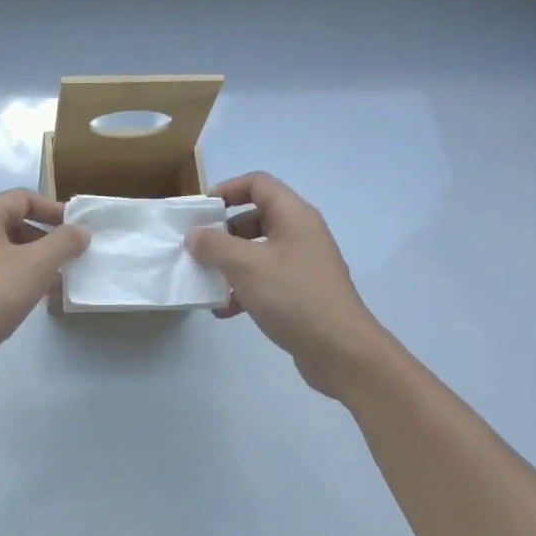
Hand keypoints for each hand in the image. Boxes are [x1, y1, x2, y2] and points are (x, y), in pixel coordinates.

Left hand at [0, 189, 88, 387]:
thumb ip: (63, 243)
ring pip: (5, 251)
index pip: (23, 198)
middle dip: (45, 238)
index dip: (54, 210)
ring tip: (57, 281)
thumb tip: (80, 231)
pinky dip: (16, 278)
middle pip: (13, 223)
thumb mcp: (36, 264)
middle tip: (70, 258)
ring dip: (33, 261)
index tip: (77, 231)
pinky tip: (33, 299)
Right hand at [185, 172, 387, 399]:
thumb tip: (195, 235)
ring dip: (229, 263)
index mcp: (294, 216)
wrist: (341, 351)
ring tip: (205, 281)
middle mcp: (301, 234)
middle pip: (256, 218)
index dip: (227, 189)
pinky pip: (265, 280)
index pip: (258, 183)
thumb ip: (214, 245)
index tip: (201, 211)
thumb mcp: (246, 266)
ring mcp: (303, 265)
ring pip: (257, 252)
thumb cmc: (293, 297)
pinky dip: (243, 289)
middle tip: (198, 249)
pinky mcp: (301, 293)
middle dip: (223, 232)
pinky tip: (224, 310)